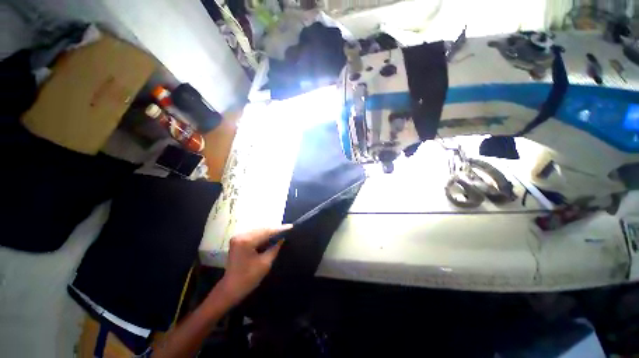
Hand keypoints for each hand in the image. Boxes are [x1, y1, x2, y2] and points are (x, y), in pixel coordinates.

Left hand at [216, 225, 291, 305]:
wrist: (230, 290)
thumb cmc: (248, 278)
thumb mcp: (265, 263)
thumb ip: (275, 248)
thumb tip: (283, 239)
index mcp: (246, 241)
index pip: (266, 231)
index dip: (279, 229)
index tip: (291, 227)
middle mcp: (240, 235)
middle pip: (262, 229)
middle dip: (275, 230)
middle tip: (288, 230)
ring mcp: (238, 237)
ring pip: (258, 231)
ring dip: (269, 232)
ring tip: (281, 233)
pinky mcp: (238, 241)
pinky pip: (254, 235)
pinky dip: (263, 236)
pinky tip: (271, 237)